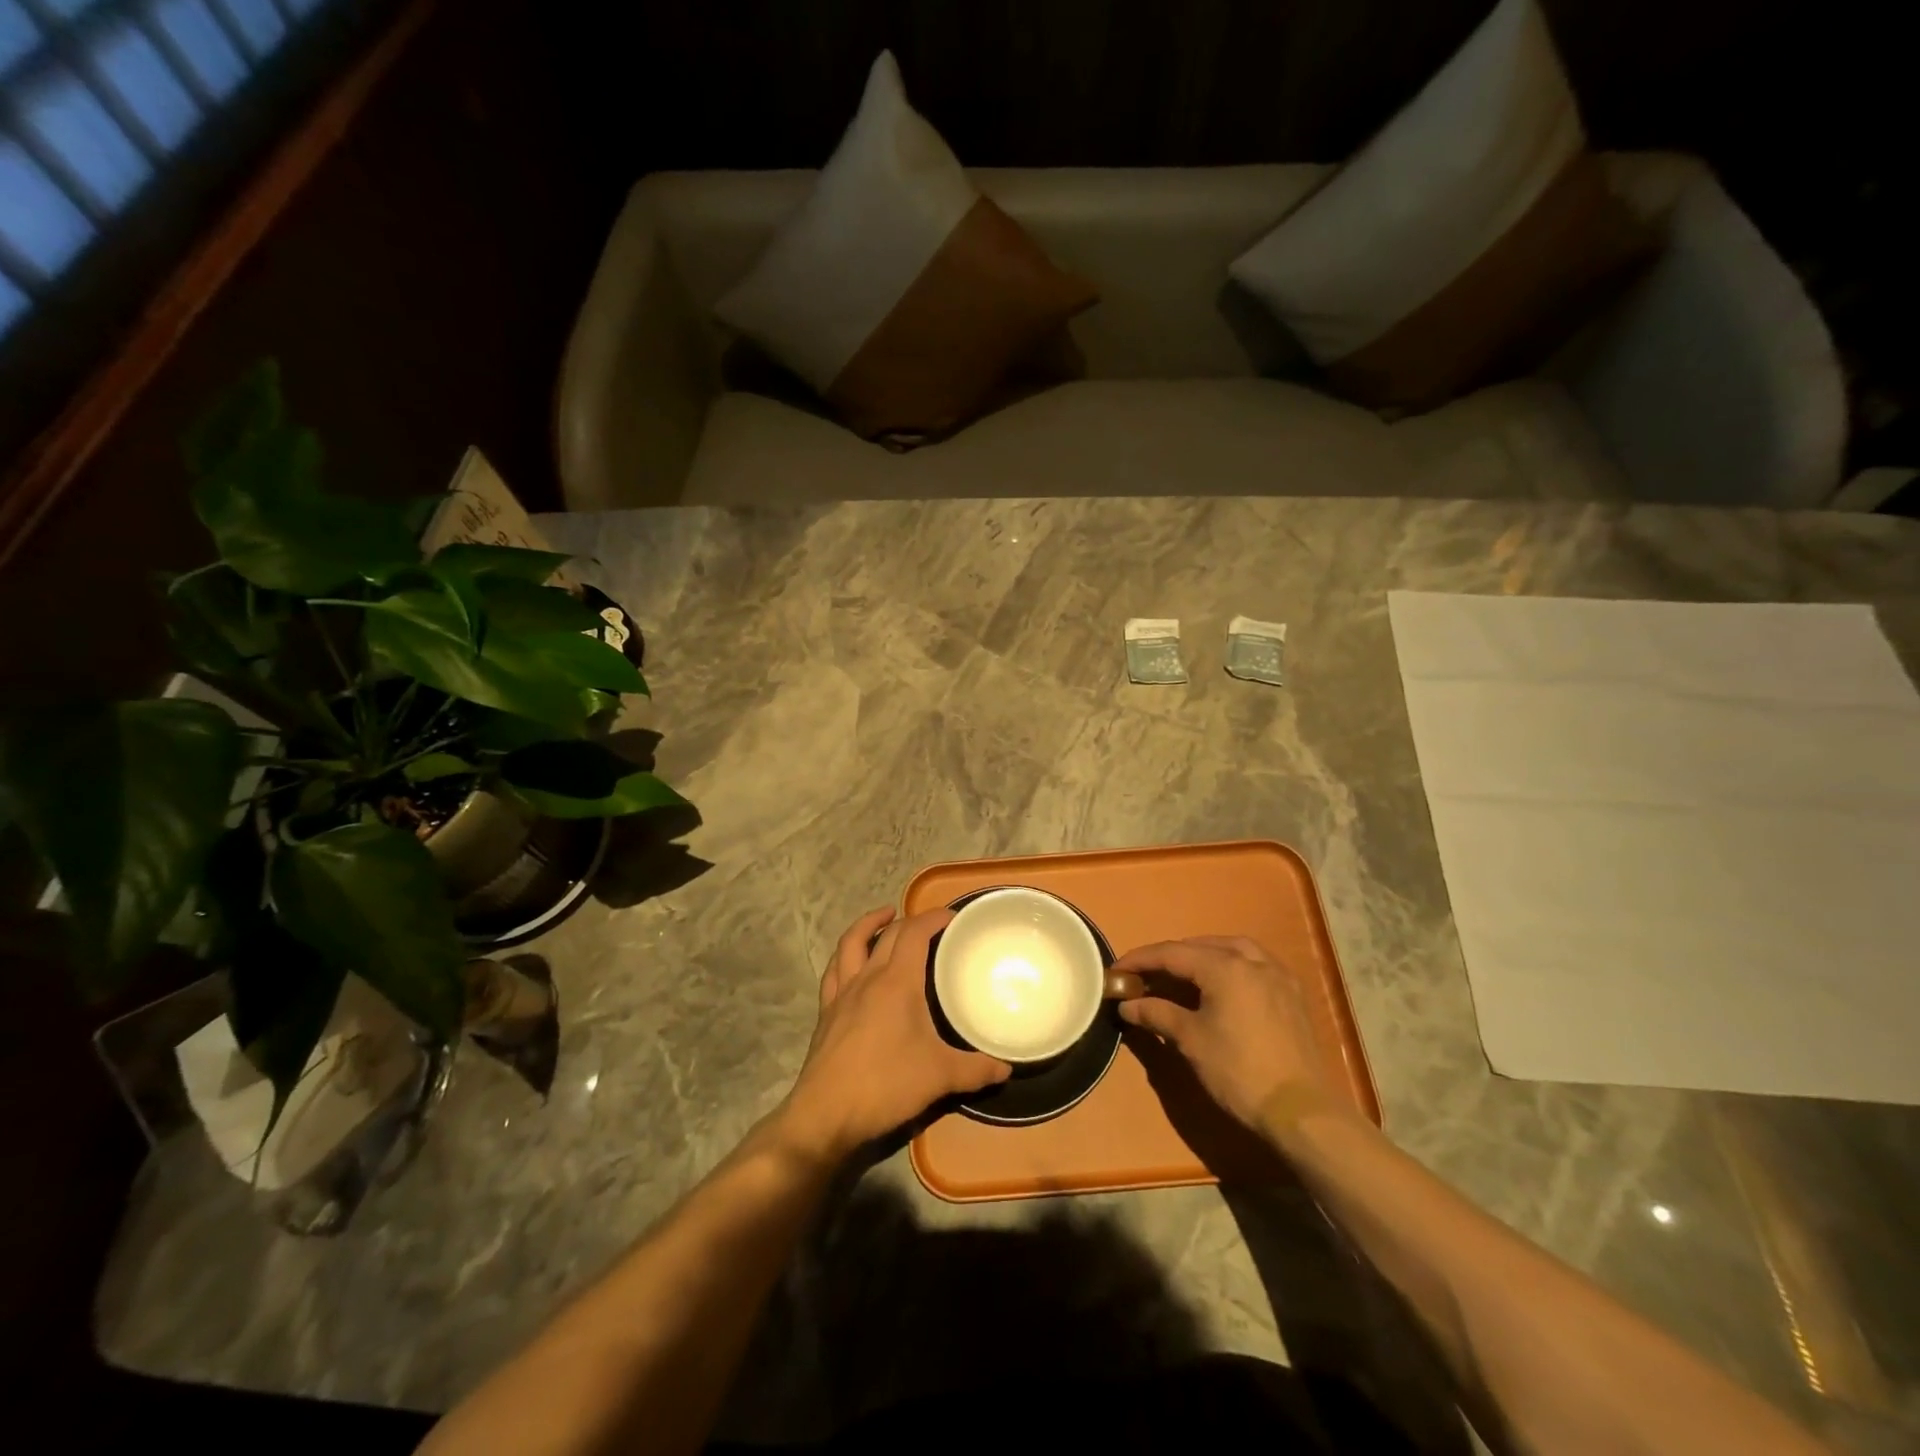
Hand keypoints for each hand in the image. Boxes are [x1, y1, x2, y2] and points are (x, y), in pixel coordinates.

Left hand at [779, 907, 1009, 1163]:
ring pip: (851, 943)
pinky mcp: (826, 1013)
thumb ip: (977, 1070)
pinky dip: (845, 957)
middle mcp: (867, 977)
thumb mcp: (940, 1077)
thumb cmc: (886, 1085)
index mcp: (897, 981)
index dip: (933, 918)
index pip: (915, 933)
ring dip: (868, 925)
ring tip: (884, 918)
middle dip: (909, 921)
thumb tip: (1007, 1069)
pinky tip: (851, 963)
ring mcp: (842, 993)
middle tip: (929, 924)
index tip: (953, 917)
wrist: (826, 1114)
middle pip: (887, 934)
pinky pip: (834, 971)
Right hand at [1113, 935, 1346, 1131]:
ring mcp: (1277, 976)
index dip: (1141, 959)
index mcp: (1225, 967)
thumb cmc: (1239, 1071)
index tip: (1117, 970)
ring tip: (1182, 973)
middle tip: (1146, 975)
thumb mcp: (1190, 1041)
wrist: (1301, 1112)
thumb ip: (1157, 1014)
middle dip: (1171, 957)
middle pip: (1201, 946)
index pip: (1172, 953)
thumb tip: (1127, 1005)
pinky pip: (1254, 964)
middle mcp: (1253, 961)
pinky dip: (1230, 965)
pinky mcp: (1292, 995)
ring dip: (1203, 955)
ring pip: (1232, 949)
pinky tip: (1222, 984)